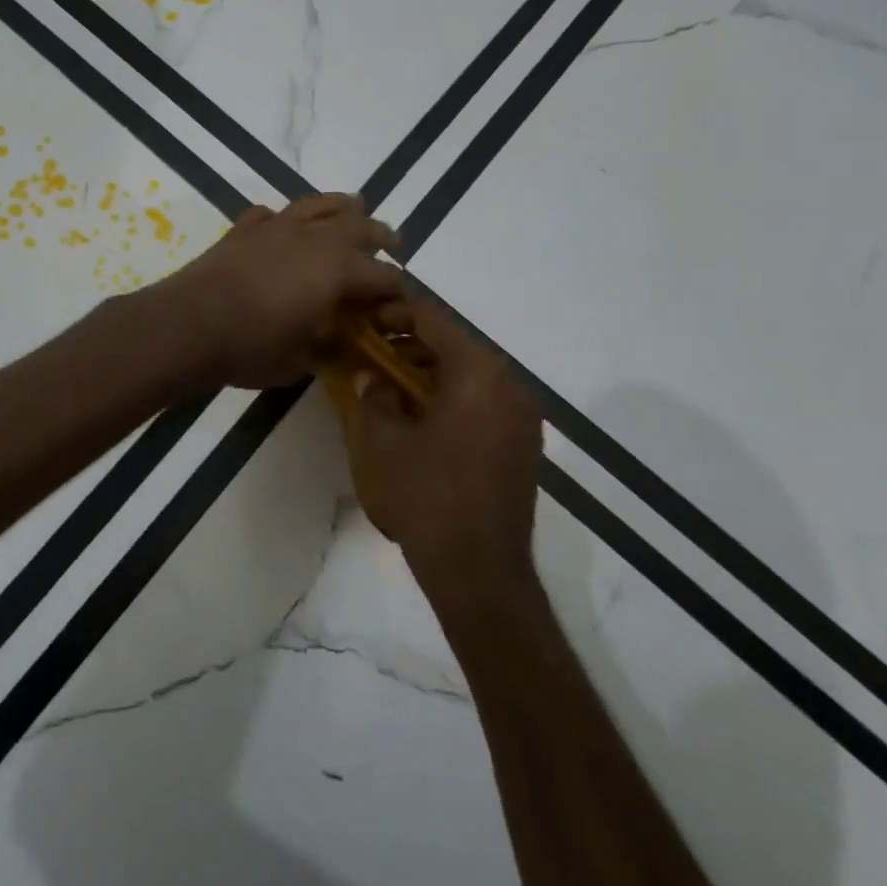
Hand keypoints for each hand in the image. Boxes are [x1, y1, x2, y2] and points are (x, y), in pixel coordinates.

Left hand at [151, 193, 403, 389]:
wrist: (189, 324)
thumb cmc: (251, 347)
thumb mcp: (300, 362)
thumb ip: (327, 349)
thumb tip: (342, 345)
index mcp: (338, 270)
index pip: (383, 275)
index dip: (395, 289)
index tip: (398, 301)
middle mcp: (314, 238)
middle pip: (359, 226)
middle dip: (379, 236)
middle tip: (391, 243)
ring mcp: (277, 227)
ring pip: (319, 204)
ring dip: (341, 207)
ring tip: (352, 209)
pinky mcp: (243, 228)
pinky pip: (271, 213)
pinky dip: (283, 218)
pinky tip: (282, 226)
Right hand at [345, 302, 543, 591]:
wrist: (479, 571)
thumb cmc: (424, 495)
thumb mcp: (380, 439)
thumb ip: (374, 395)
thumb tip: (375, 379)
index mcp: (477, 374)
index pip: (432, 319)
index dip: (393, 314)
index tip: (363, 324)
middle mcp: (509, 387)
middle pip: (454, 346)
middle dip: (409, 347)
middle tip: (371, 359)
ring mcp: (522, 420)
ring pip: (470, 377)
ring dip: (429, 375)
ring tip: (390, 391)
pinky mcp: (523, 448)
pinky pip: (483, 405)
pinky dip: (451, 400)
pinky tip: (419, 423)